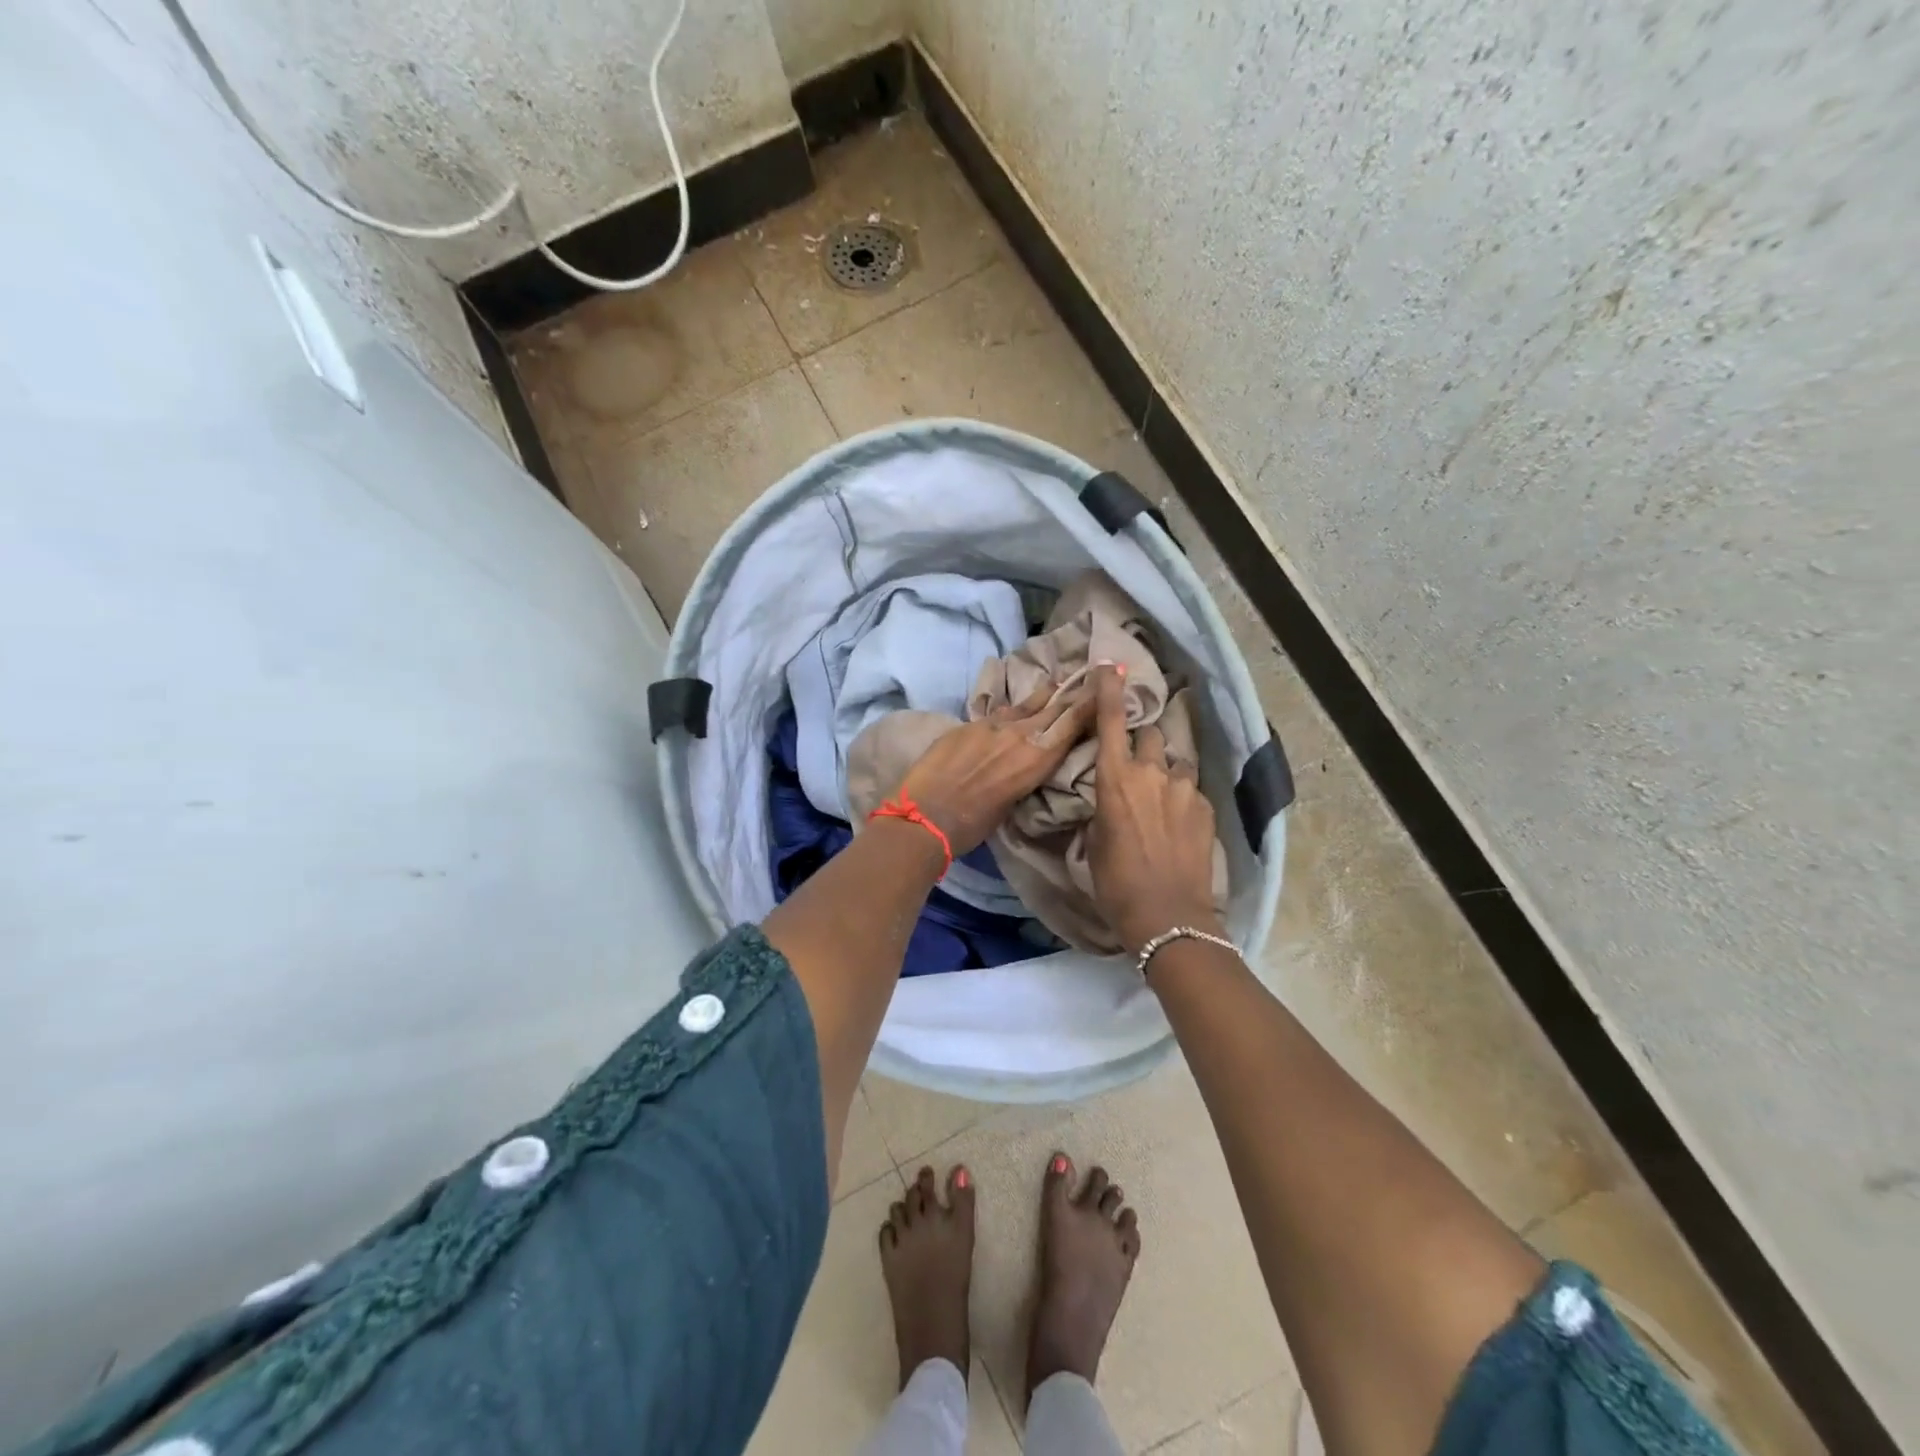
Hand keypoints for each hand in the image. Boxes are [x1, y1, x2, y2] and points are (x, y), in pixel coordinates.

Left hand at [896, 685, 1097, 855]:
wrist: (926, 814)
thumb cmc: (973, 824)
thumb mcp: (1013, 802)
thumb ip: (1026, 773)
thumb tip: (1026, 762)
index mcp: (1038, 758)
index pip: (1073, 722)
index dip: (1092, 700)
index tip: (1107, 681)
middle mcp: (1021, 734)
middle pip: (1054, 706)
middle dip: (1074, 691)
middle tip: (1092, 673)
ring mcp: (993, 724)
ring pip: (1026, 704)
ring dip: (1044, 694)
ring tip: (1056, 682)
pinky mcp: (969, 724)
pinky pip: (998, 712)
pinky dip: (1011, 710)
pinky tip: (1013, 708)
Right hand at [1086, 664, 1222, 953]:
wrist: (1167, 916)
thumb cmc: (1116, 883)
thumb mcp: (1094, 841)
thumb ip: (1104, 807)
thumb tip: (1113, 798)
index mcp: (1115, 779)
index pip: (1112, 721)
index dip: (1110, 690)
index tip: (1111, 667)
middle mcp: (1152, 773)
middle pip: (1150, 735)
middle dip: (1143, 743)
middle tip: (1138, 766)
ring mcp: (1185, 789)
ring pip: (1175, 763)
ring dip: (1167, 772)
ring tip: (1163, 800)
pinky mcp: (1207, 807)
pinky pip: (1192, 790)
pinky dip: (1183, 799)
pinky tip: (1179, 826)